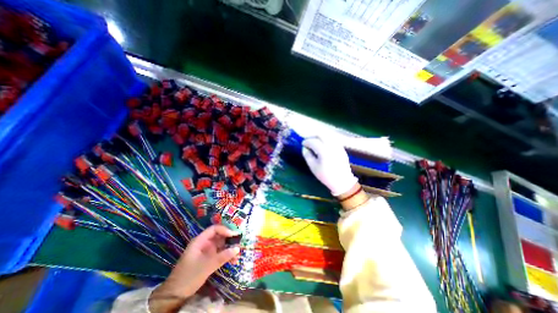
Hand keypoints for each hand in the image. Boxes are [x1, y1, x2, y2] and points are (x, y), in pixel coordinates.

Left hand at [151, 225, 238, 312]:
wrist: (174, 296)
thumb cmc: (189, 276)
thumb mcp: (207, 266)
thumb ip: (222, 256)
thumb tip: (237, 248)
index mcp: (200, 241)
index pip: (214, 229)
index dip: (225, 229)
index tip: (234, 235)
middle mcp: (204, 243)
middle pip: (218, 236)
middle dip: (229, 238)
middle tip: (239, 241)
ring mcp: (206, 251)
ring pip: (220, 245)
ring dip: (229, 247)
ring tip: (238, 251)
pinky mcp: (208, 259)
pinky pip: (219, 253)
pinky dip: (226, 255)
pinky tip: (233, 259)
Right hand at [301, 136, 356, 195]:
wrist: (342, 181)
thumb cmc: (326, 176)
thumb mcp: (313, 167)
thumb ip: (307, 156)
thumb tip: (304, 148)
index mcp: (324, 151)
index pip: (313, 141)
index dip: (306, 141)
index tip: (302, 144)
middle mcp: (331, 145)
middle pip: (321, 135)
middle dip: (313, 136)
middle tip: (308, 141)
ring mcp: (338, 146)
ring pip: (327, 136)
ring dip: (319, 137)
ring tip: (315, 142)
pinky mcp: (341, 148)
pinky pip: (332, 139)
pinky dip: (326, 139)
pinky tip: (323, 145)